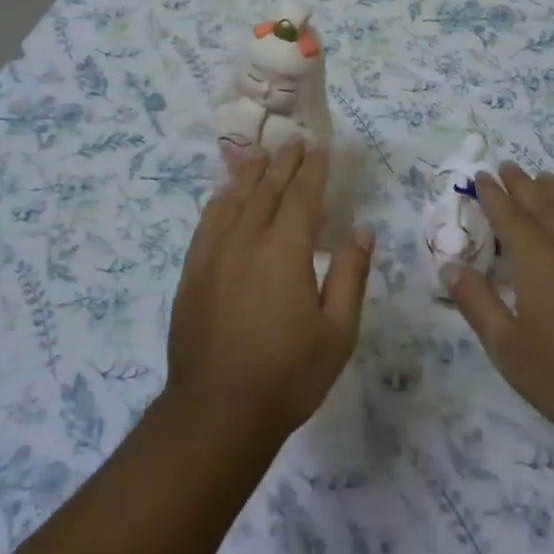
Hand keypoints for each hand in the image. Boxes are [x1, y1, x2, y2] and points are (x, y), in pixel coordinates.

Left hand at [166, 140, 372, 445]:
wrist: (217, 411)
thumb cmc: (288, 375)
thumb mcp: (337, 332)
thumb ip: (350, 274)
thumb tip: (362, 229)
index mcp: (285, 250)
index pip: (301, 196)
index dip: (313, 169)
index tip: (320, 148)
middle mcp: (246, 240)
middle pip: (266, 189)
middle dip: (283, 162)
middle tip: (295, 142)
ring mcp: (213, 254)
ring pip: (233, 199)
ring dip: (249, 173)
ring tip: (259, 154)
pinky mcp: (192, 272)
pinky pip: (206, 223)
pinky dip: (219, 201)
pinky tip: (223, 195)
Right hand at [445, 164, 553, 472]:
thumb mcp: (507, 348)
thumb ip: (476, 302)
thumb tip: (450, 265)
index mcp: (537, 257)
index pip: (509, 214)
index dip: (492, 194)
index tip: (481, 175)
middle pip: (544, 203)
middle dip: (523, 184)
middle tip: (508, 167)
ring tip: (546, 178)